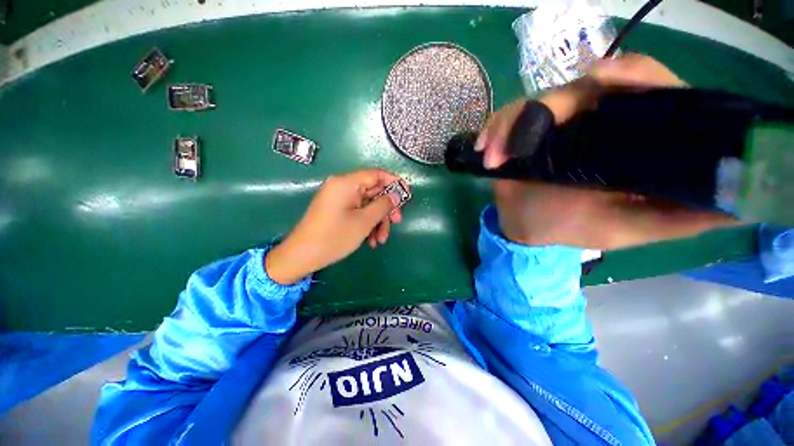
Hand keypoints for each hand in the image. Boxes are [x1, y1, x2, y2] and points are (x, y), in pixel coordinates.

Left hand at [265, 169, 408, 284]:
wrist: (302, 256)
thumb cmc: (334, 237)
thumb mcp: (364, 221)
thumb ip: (383, 205)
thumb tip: (396, 195)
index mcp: (347, 183)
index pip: (376, 174)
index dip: (394, 183)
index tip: (407, 195)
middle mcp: (342, 187)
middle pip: (373, 191)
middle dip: (386, 209)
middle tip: (397, 222)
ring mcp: (339, 199)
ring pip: (367, 205)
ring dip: (377, 221)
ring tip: (380, 240)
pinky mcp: (337, 210)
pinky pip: (358, 212)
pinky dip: (367, 224)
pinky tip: (371, 241)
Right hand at [478, 55, 734, 248]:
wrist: (525, 228)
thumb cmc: (573, 228)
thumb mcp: (630, 228)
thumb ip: (679, 218)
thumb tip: (739, 203)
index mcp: (628, 138)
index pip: (646, 88)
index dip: (635, 75)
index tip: (608, 78)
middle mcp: (593, 121)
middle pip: (583, 87)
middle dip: (554, 104)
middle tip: (531, 129)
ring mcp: (552, 125)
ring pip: (536, 101)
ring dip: (512, 124)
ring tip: (495, 156)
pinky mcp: (520, 133)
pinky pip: (505, 119)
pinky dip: (493, 132)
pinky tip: (486, 152)